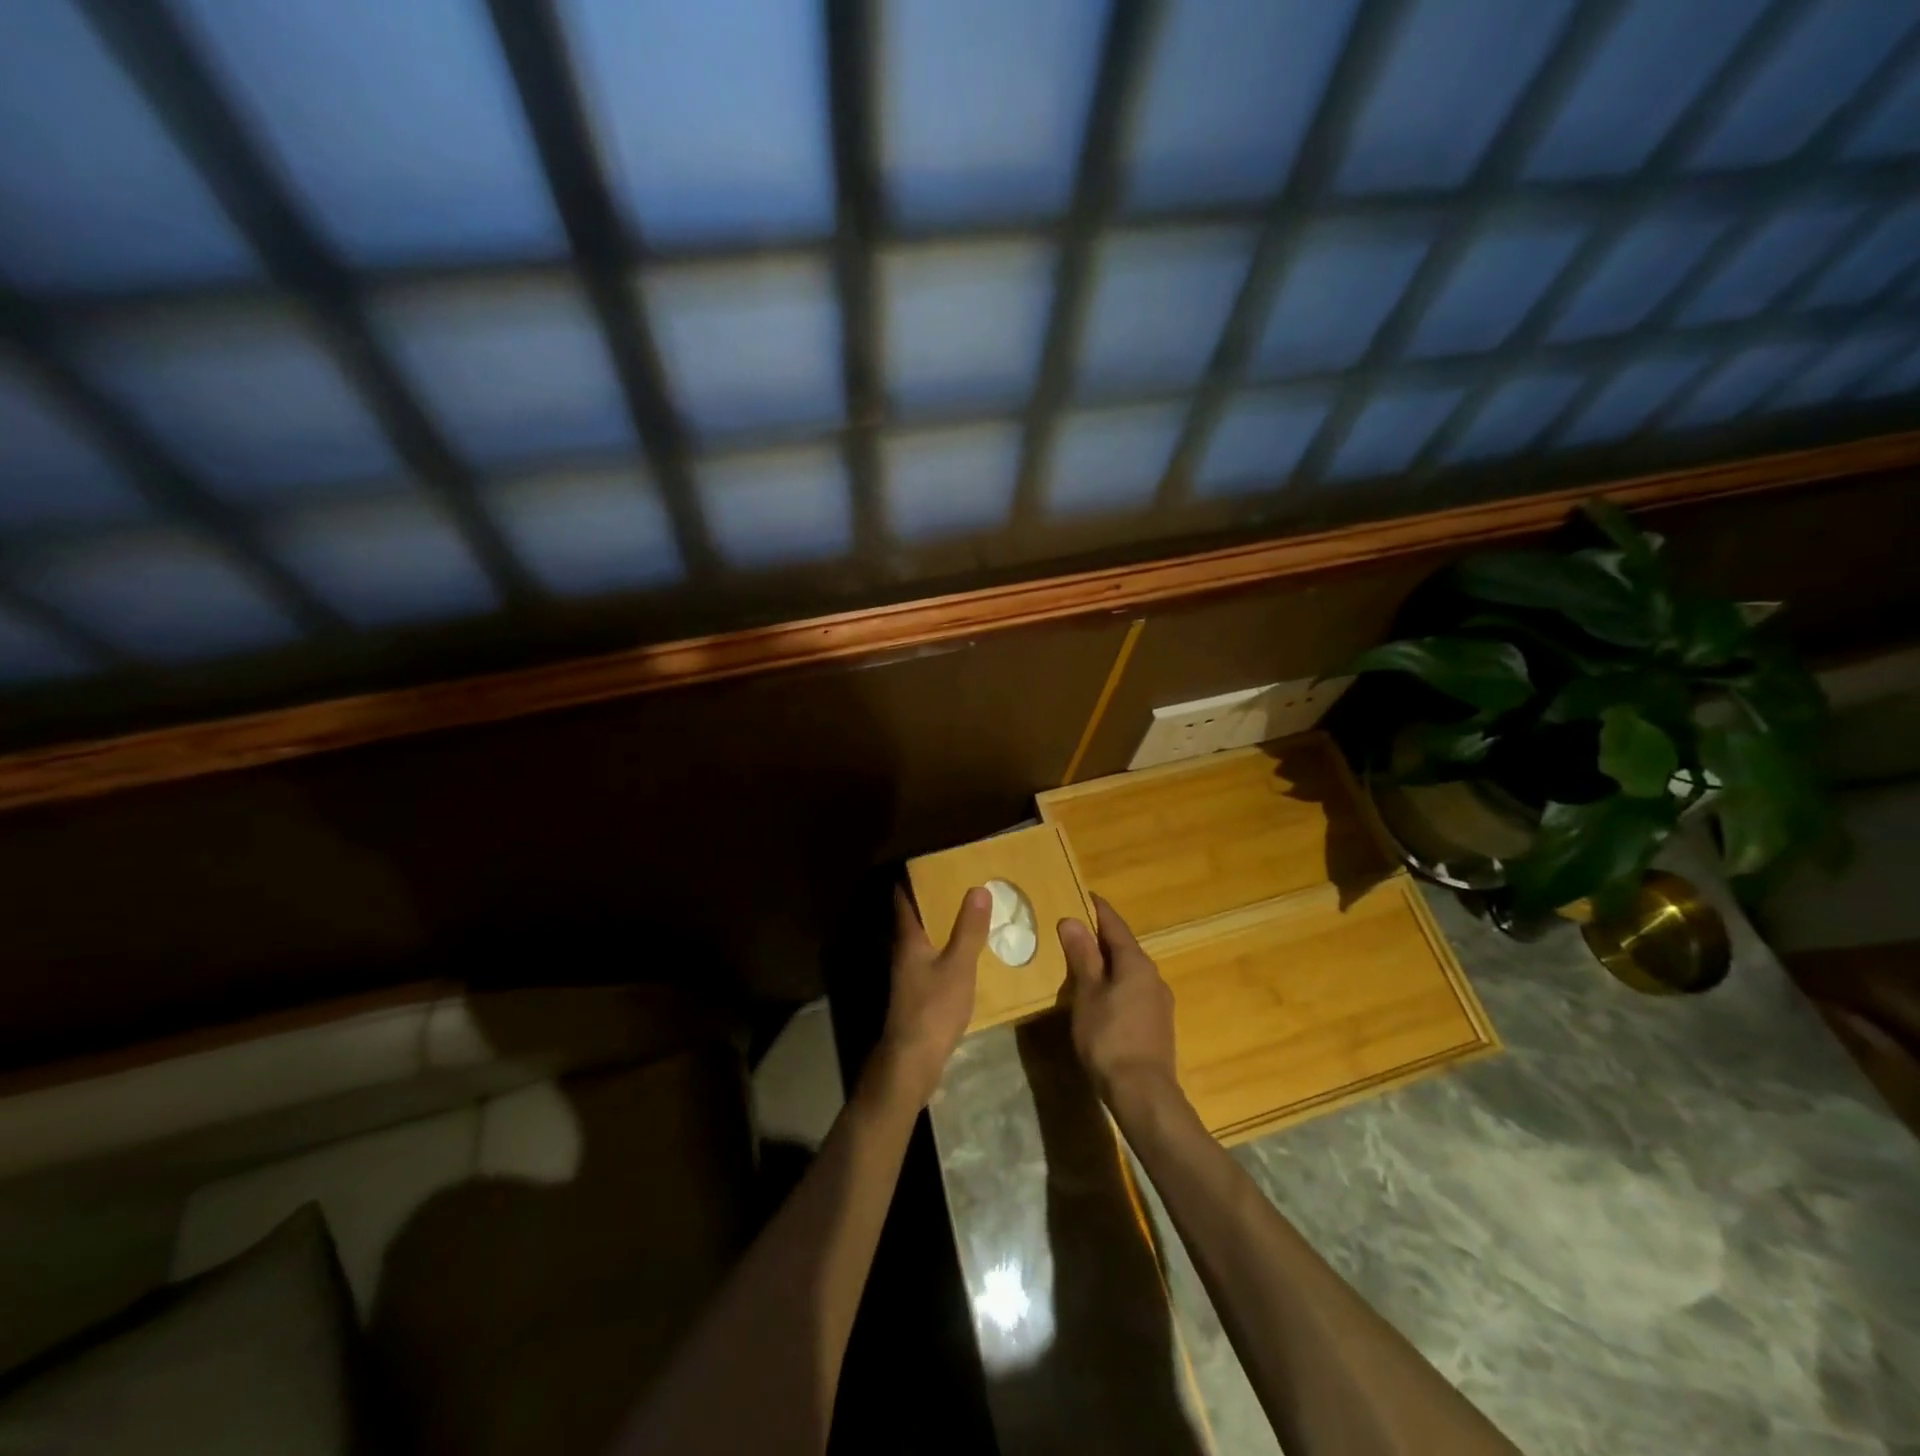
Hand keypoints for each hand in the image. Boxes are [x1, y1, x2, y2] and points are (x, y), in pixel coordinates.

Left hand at [873, 886, 989, 1106]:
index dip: (915, 881)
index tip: (936, 866)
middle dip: (936, 902)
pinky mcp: (917, 995)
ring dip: (944, 928)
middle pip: (916, 919)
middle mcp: (903, 953)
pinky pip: (933, 962)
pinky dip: (948, 952)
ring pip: (925, 942)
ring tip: (973, 917)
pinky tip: (969, 957)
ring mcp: (908, 976)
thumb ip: (968, 930)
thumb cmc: (933, 1008)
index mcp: (908, 939)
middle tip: (964, 886)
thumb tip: (977, 888)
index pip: (904, 900)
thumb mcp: (958, 965)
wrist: (912, 1061)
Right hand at [1059, 894, 1179, 1113]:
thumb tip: (1072, 920)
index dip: (1098, 909)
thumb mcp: (1087, 994)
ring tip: (1084, 962)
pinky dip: (1117, 983)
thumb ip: (1082, 956)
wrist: (1144, 1093)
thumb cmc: (1109, 1038)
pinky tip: (1102, 997)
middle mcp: (1153, 975)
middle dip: (1101, 937)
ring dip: (1109, 963)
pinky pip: (1134, 990)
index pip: (1115, 925)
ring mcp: (1159, 1001)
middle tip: (1075, 929)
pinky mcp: (1158, 1023)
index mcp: (1136, 963)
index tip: (1083, 895)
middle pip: (1125, 947)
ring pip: (1130, 970)